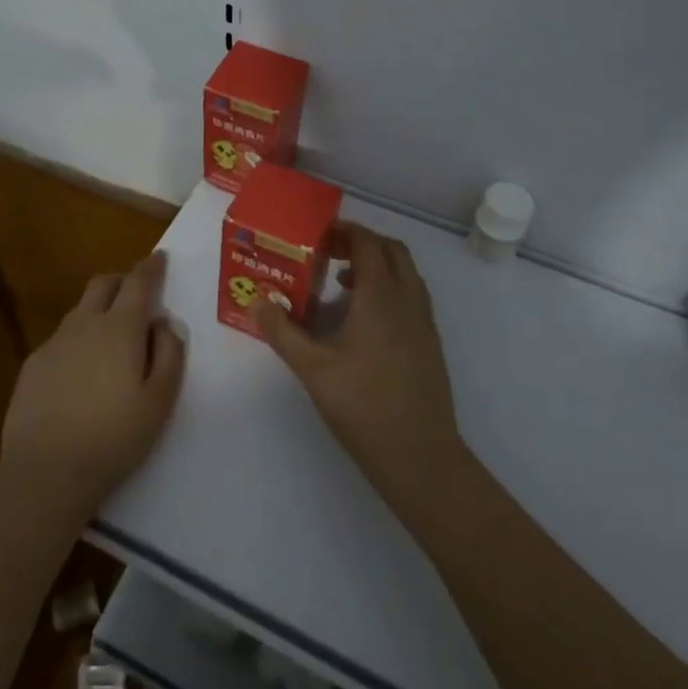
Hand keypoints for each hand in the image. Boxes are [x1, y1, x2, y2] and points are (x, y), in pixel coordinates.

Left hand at [0, 252, 185, 519]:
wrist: (47, 472)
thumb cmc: (114, 437)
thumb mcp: (160, 400)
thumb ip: (169, 354)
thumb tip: (164, 323)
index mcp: (120, 328)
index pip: (138, 282)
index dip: (151, 267)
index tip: (160, 257)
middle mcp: (84, 324)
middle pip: (103, 284)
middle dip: (122, 280)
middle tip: (137, 295)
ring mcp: (54, 343)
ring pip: (80, 311)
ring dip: (98, 311)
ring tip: (111, 339)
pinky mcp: (32, 366)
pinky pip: (61, 339)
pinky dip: (78, 340)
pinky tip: (81, 373)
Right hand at [254, 224, 467, 508]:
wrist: (420, 456)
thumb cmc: (363, 406)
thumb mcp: (313, 369)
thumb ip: (283, 331)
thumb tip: (257, 302)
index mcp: (381, 296)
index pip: (367, 243)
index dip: (343, 232)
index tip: (316, 236)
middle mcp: (408, 299)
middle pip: (391, 250)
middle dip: (361, 244)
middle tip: (327, 254)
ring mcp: (424, 321)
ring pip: (405, 273)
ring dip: (376, 266)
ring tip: (340, 284)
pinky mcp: (430, 342)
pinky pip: (411, 296)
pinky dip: (389, 289)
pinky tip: (362, 320)